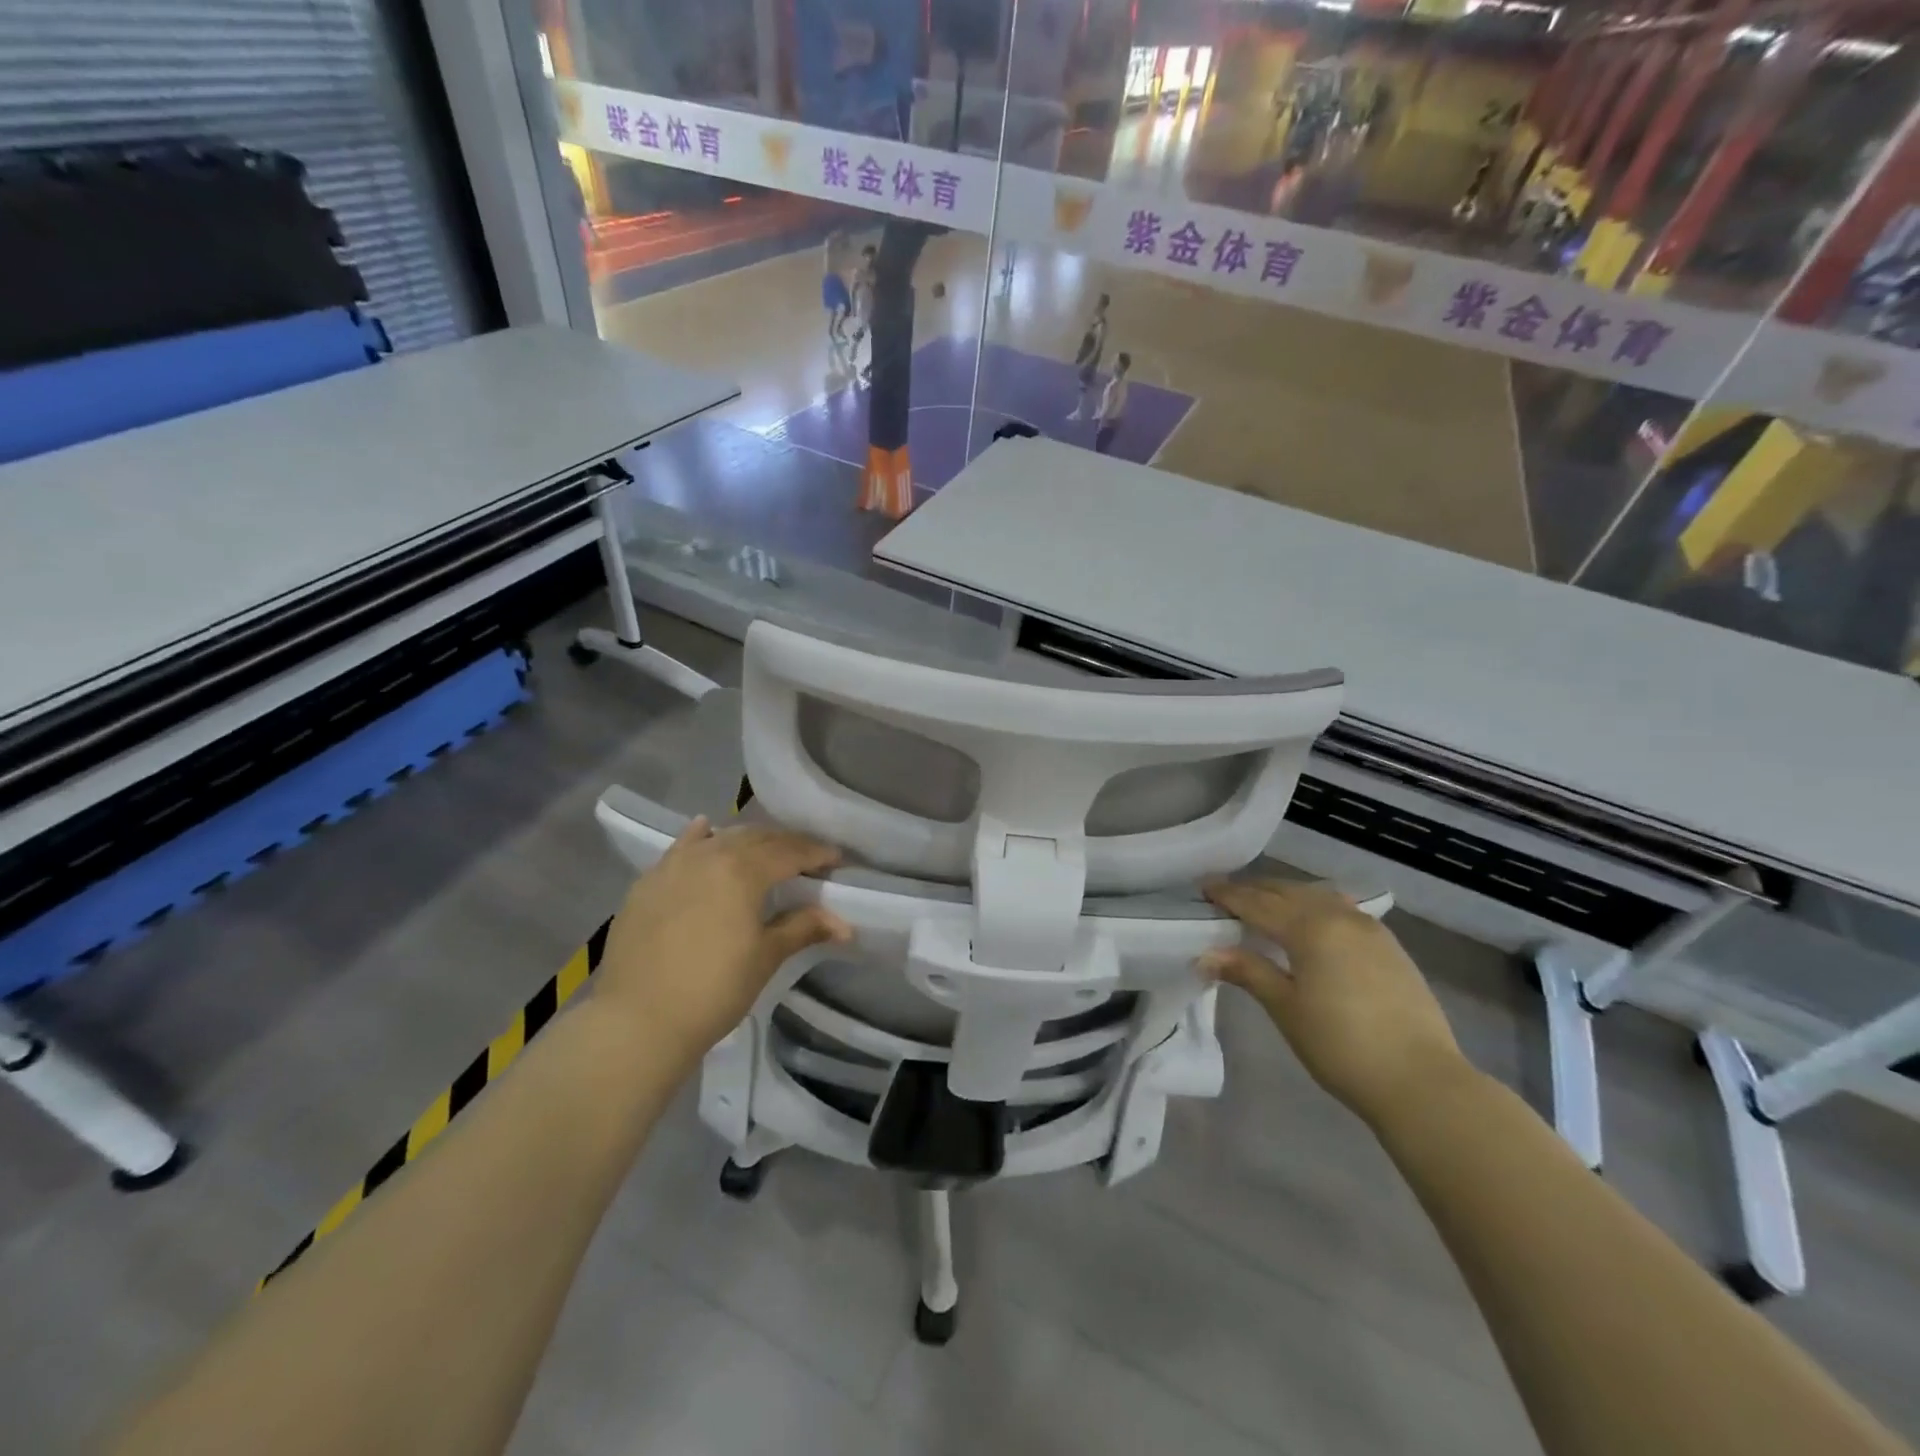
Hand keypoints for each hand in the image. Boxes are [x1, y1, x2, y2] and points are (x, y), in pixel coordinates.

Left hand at [595, 818, 849, 1071]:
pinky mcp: (647, 882)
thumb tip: (845, 924)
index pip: (790, 851)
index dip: (817, 853)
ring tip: (765, 854)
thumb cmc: (713, 990)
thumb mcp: (766, 957)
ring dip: (748, 841)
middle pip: (757, 838)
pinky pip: (681, 848)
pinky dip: (701, 838)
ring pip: (720, 839)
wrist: (637, 1021)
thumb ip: (804, 928)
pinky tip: (706, 831)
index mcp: (743, 870)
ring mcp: (673, 865)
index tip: (837, 860)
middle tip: (807, 859)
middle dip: (786, 845)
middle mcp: (709, 855)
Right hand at [1200, 879, 1467, 1127]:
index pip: (1257, 903)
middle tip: (1226, 894)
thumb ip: (1248, 972)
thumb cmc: (1341, 1046)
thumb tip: (1205, 954)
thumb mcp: (1286, 1008)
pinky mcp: (1389, 946)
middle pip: (1288, 892)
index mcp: (1309, 927)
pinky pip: (1341, 910)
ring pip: (1317, 896)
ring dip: (1286, 895)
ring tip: (1265, 904)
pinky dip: (1315, 906)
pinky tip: (1311, 921)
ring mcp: (1369, 929)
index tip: (1203, 888)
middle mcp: (1339, 916)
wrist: (1422, 1081)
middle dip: (1255, 890)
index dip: (1228, 895)